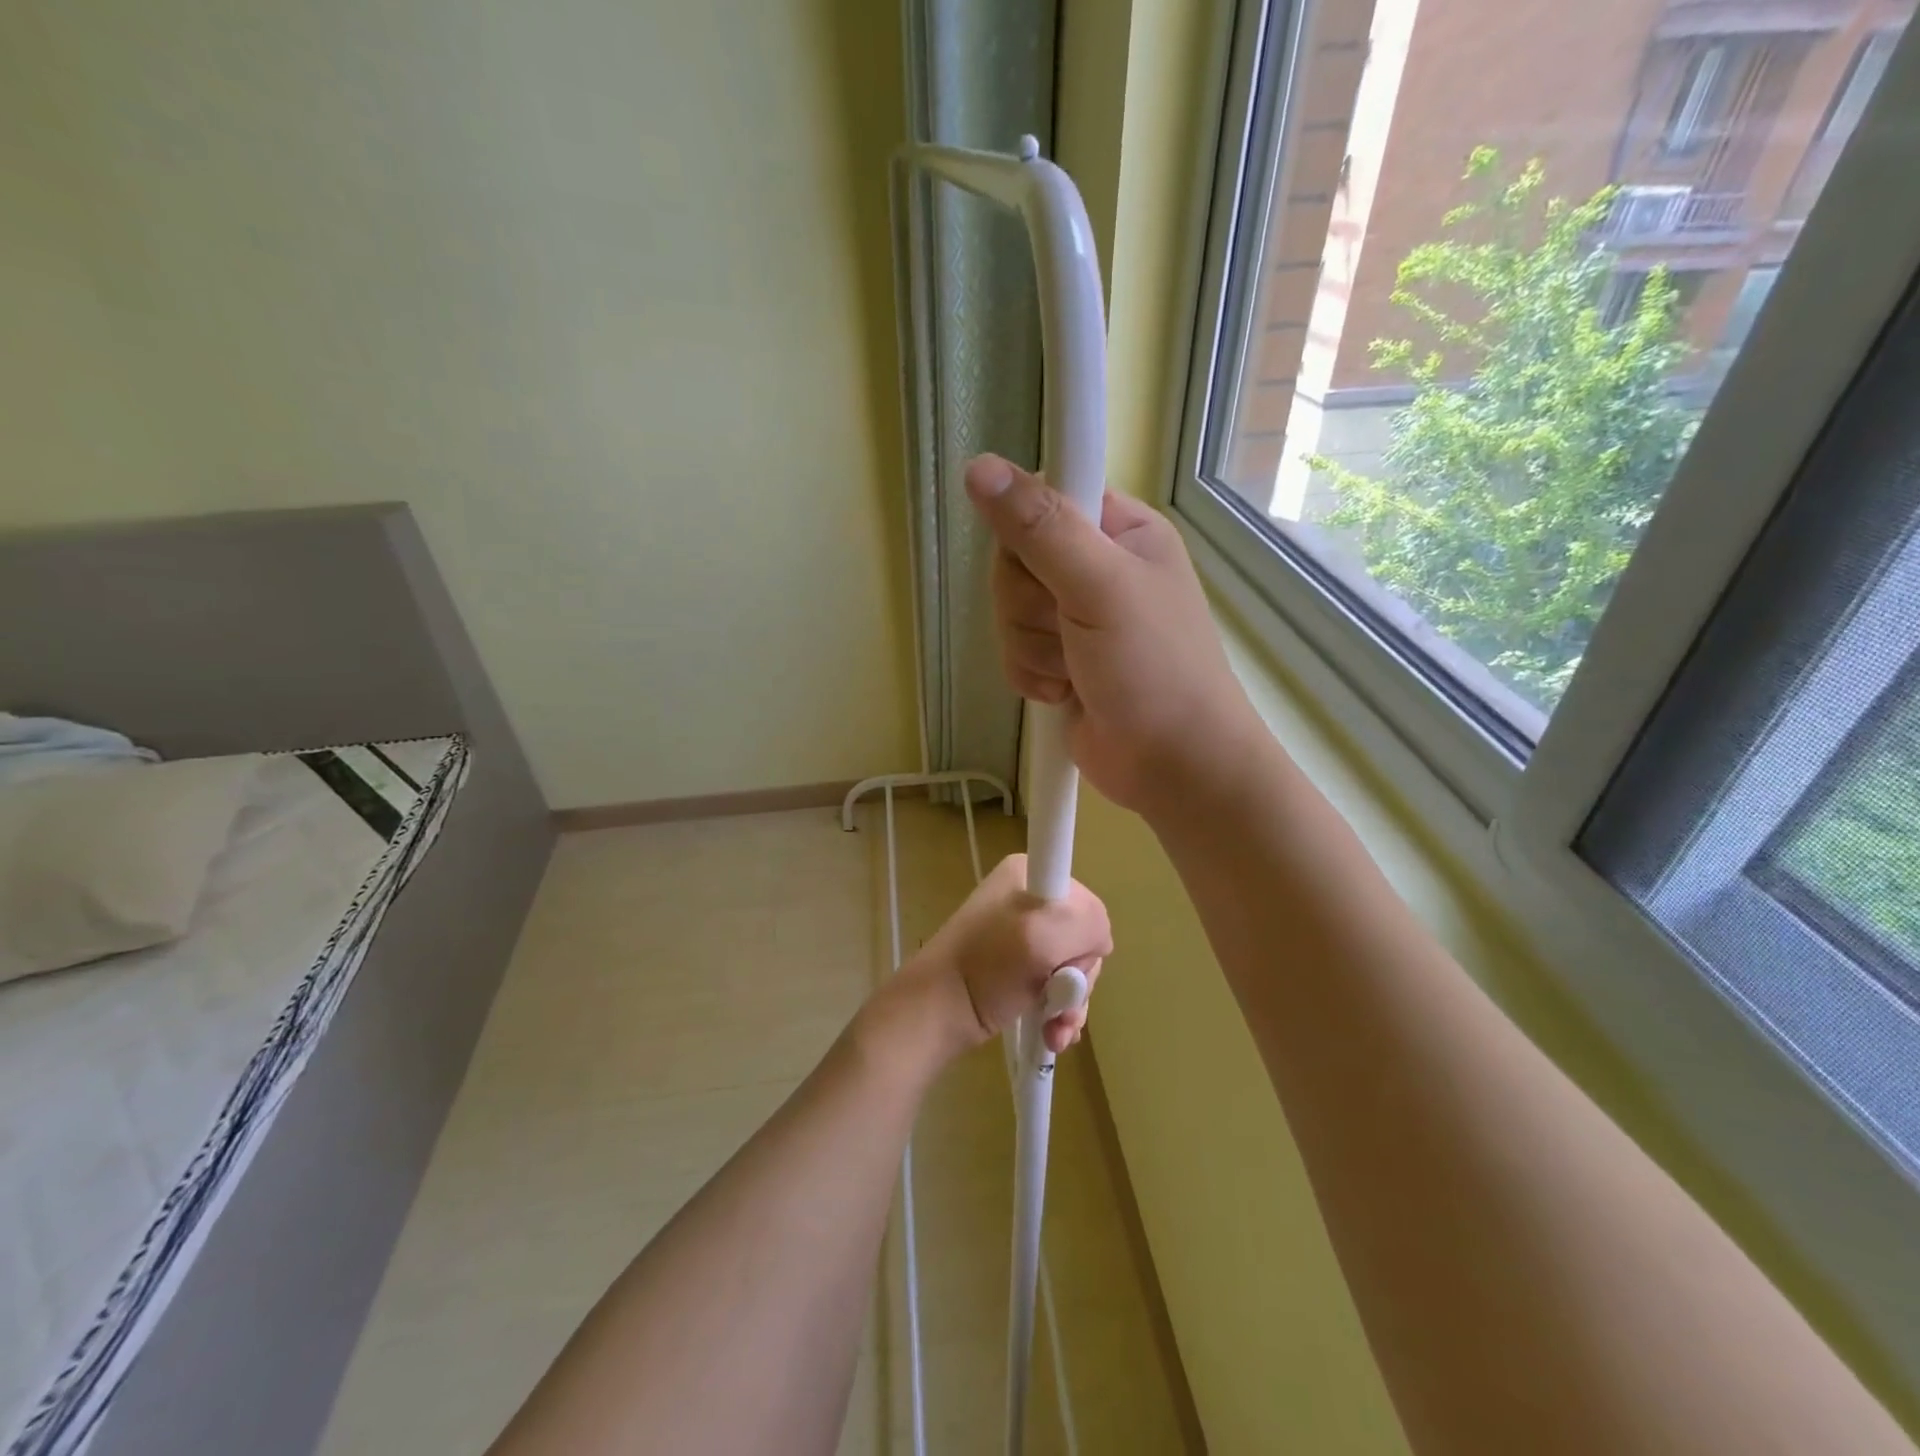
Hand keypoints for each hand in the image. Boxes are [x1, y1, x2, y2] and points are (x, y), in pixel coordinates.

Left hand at [901, 854, 1110, 1056]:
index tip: (1063, 959)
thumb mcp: (1043, 932)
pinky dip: (1061, 1012)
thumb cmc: (987, 966)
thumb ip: (1088, 922)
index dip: (1084, 937)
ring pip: (1074, 969)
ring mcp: (1023, 935)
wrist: (937, 1011)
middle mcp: (1029, 898)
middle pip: (1083, 939)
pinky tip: (1054, 1034)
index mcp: (1030, 873)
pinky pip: (1058, 986)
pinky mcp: (1020, 968)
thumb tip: (1098, 940)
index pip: (1086, 903)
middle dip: (1077, 978)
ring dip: (1071, 1004)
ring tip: (1056, 1030)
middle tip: (1059, 1001)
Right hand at [965, 455, 1265, 819]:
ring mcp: (1075, 618)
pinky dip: (1032, 675)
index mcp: (1120, 530)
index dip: (1029, 532)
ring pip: (1008, 611)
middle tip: (1068, 628)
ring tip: (1074, 669)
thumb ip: (1040, 527)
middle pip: (1015, 560)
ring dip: (1032, 648)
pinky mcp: (1058, 661)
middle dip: (1030, 606)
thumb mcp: (1100, 586)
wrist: (1173, 765)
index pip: (1044, 499)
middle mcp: (1095, 567)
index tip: (1042, 566)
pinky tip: (1063, 691)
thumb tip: (980, 466)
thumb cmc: (1154, 668)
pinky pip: (1014, 651)